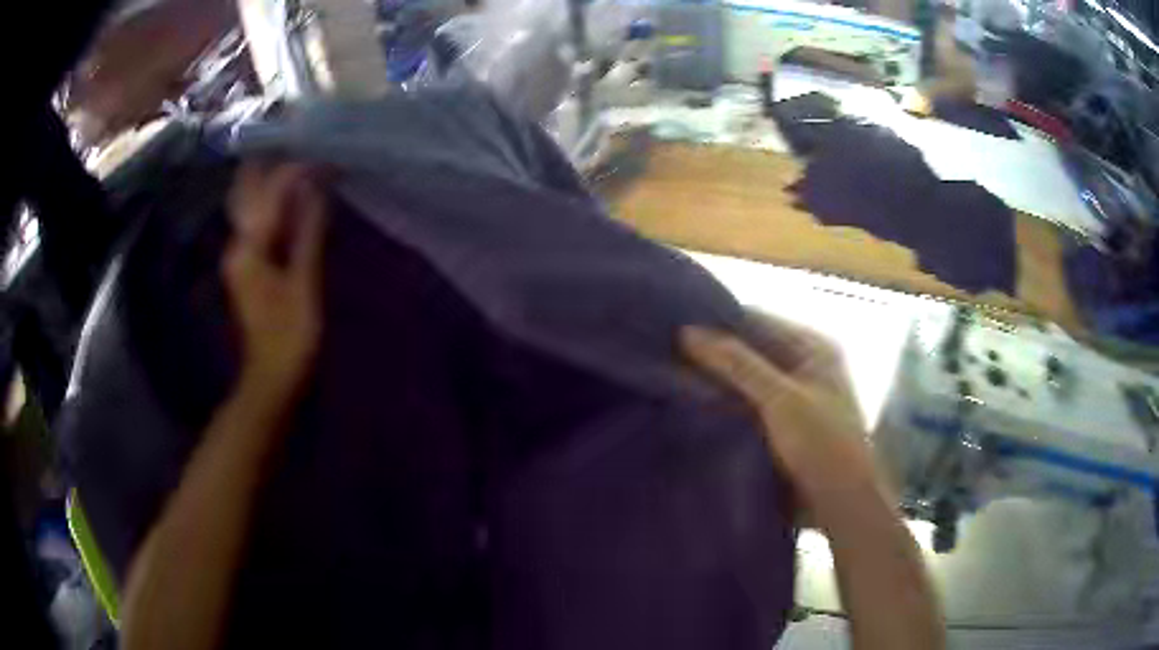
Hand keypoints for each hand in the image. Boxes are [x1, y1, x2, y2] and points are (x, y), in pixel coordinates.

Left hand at [224, 162, 326, 399]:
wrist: (271, 378)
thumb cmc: (290, 336)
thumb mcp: (303, 284)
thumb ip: (307, 234)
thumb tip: (317, 189)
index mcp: (248, 249)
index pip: (268, 195)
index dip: (294, 172)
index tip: (322, 157)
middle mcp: (236, 246)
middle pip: (247, 194)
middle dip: (271, 167)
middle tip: (300, 146)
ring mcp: (239, 256)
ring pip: (251, 207)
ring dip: (271, 185)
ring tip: (301, 165)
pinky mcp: (247, 266)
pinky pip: (257, 224)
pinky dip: (273, 208)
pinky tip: (291, 200)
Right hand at [681, 314, 884, 524]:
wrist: (842, 506)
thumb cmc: (823, 445)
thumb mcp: (781, 400)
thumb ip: (736, 364)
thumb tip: (687, 332)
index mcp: (812, 347)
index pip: (756, 320)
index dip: (716, 321)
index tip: (669, 324)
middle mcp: (801, 366)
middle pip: (748, 351)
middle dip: (710, 356)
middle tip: (659, 353)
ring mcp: (790, 398)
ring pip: (743, 382)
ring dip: (713, 383)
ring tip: (663, 377)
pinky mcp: (779, 427)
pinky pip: (744, 408)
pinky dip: (721, 407)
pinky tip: (686, 407)